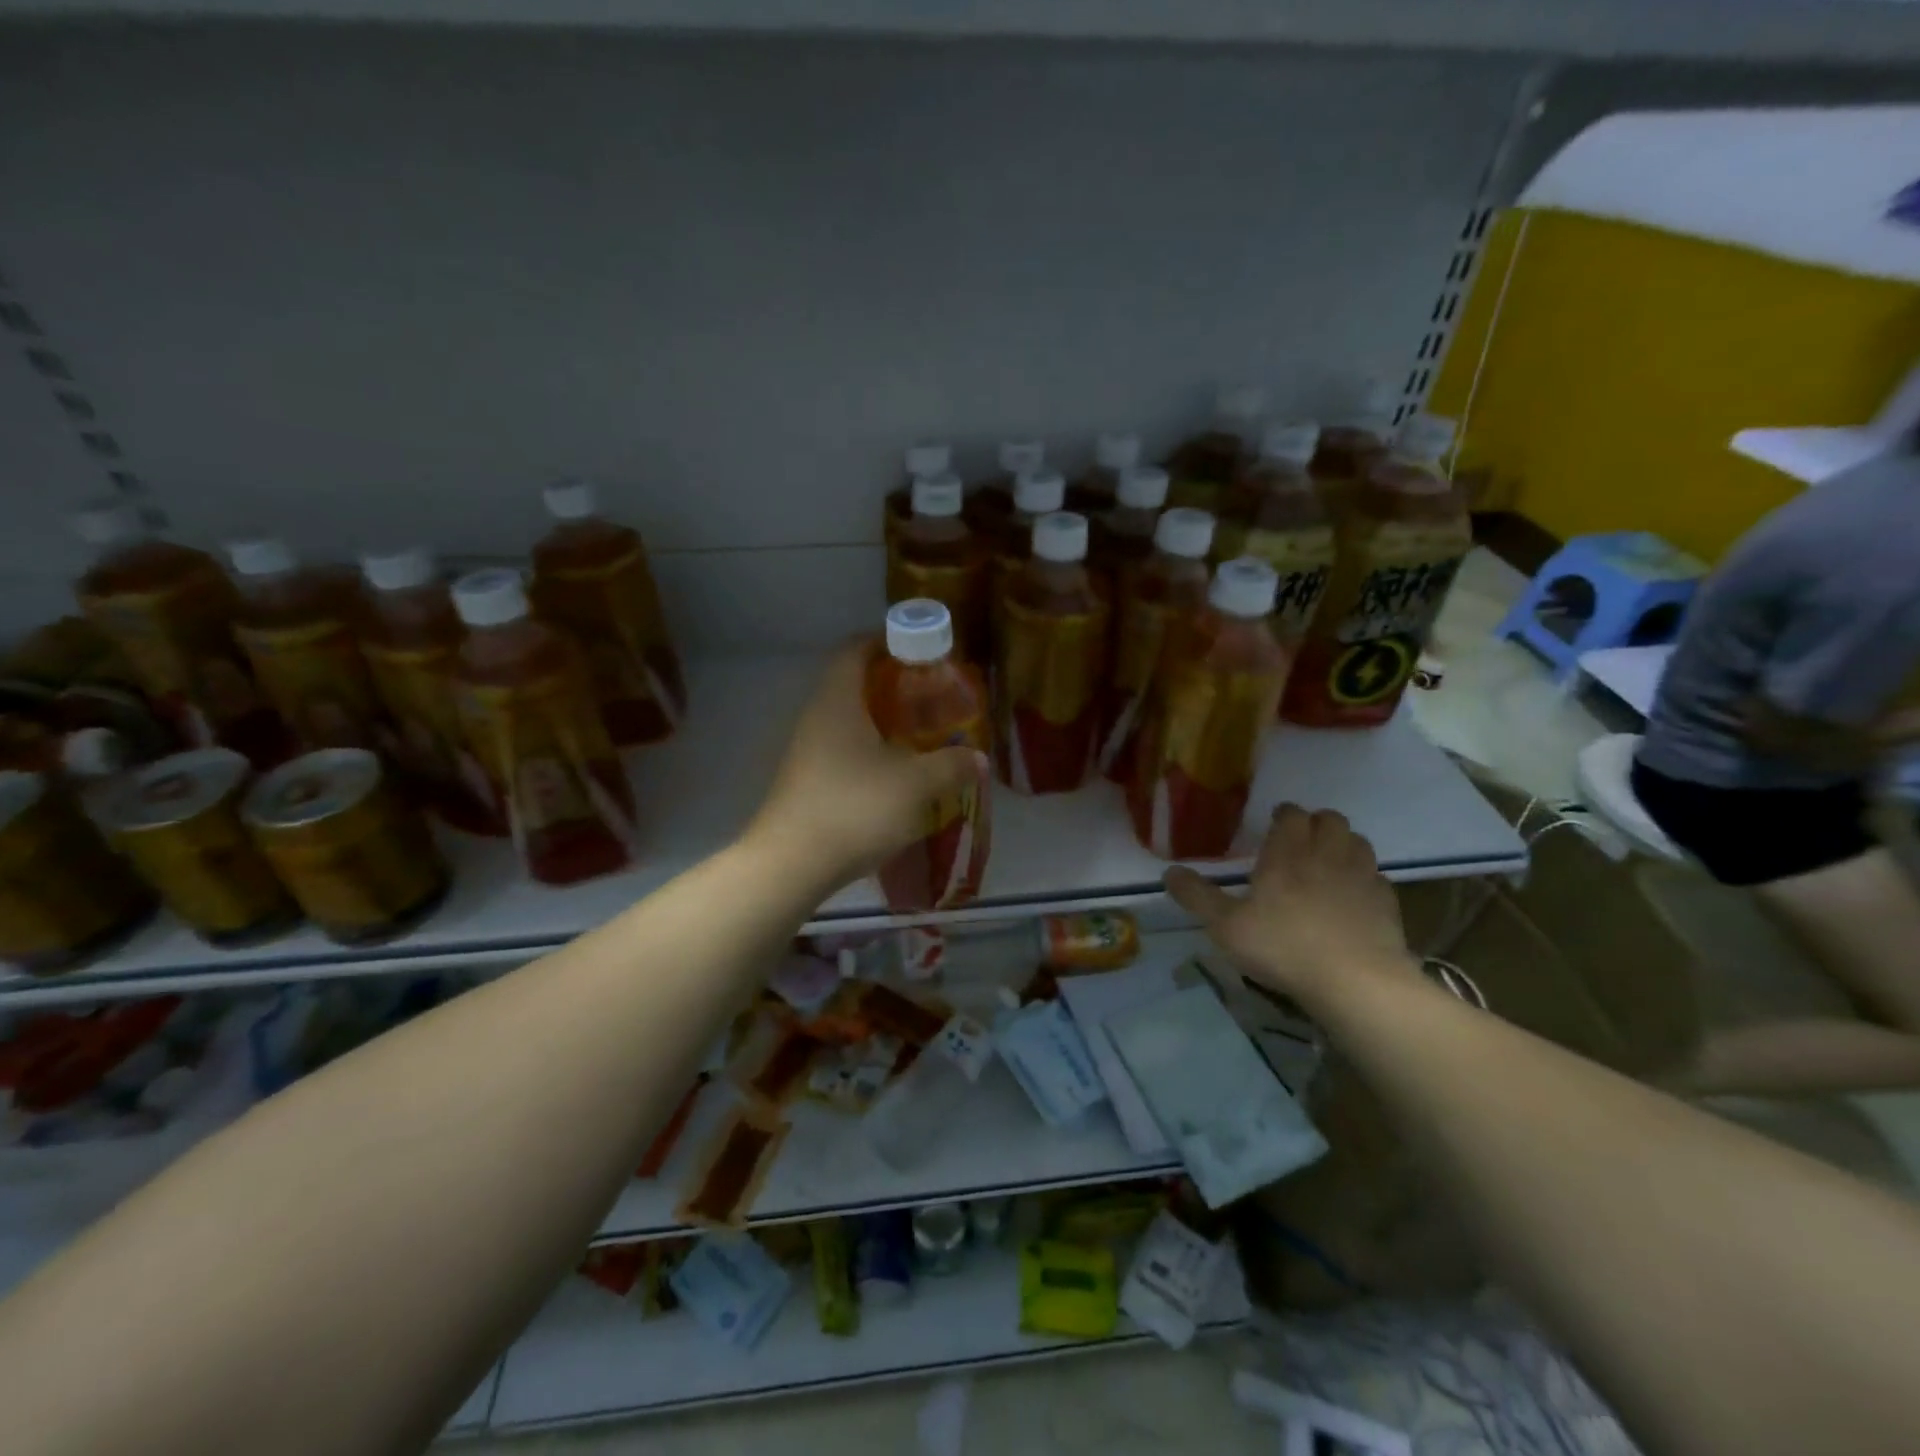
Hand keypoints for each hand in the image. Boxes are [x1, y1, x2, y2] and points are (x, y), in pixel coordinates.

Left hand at [751, 642, 987, 890]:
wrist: (792, 865)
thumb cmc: (854, 808)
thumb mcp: (914, 785)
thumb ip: (950, 767)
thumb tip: (978, 759)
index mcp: (838, 702)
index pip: (855, 650)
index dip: (885, 641)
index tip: (918, 648)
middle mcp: (817, 718)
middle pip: (853, 684)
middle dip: (892, 685)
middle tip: (930, 695)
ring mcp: (808, 751)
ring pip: (848, 721)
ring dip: (882, 721)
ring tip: (920, 735)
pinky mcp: (808, 781)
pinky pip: (843, 750)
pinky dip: (871, 750)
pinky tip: (896, 774)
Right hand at [1164, 805, 1416, 1006]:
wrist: (1357, 982)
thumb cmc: (1284, 946)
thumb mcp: (1226, 926)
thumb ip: (1197, 897)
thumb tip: (1169, 871)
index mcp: (1288, 853)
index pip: (1291, 814)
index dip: (1283, 815)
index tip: (1273, 824)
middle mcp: (1327, 854)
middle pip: (1330, 819)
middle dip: (1316, 823)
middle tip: (1300, 842)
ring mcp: (1362, 877)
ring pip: (1358, 842)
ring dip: (1343, 845)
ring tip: (1328, 864)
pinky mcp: (1388, 903)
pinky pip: (1376, 877)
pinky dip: (1364, 878)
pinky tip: (1353, 897)